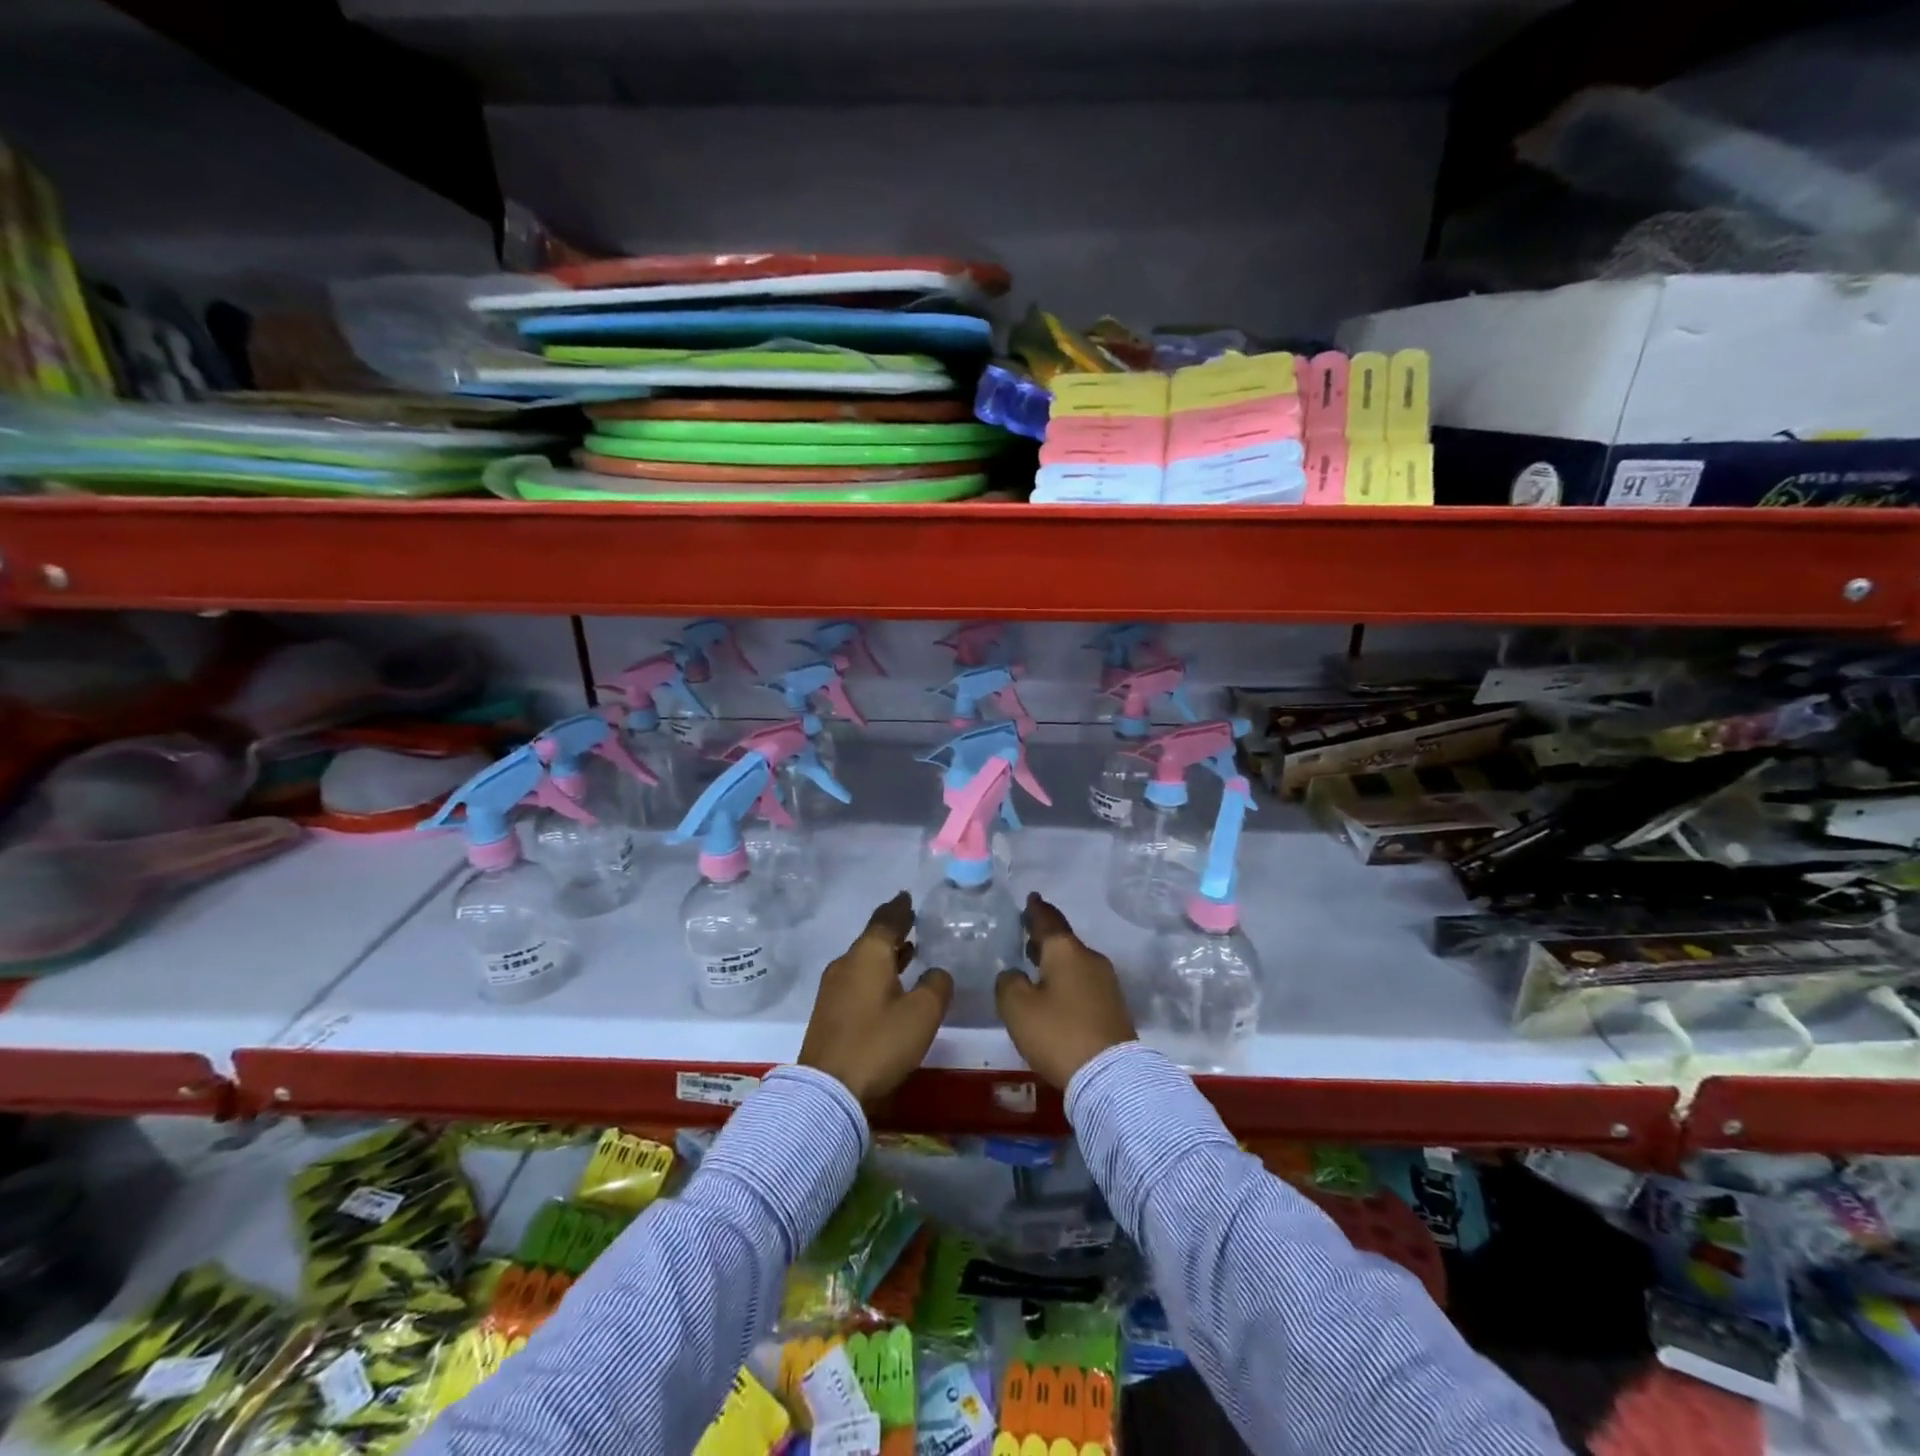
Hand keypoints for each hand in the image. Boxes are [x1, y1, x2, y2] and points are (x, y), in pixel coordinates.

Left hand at [799, 892, 953, 1103]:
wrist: (828, 1090)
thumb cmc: (879, 1043)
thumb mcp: (922, 1014)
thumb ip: (936, 986)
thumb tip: (937, 973)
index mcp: (867, 956)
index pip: (885, 921)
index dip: (899, 908)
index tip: (907, 896)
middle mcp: (846, 964)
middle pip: (872, 939)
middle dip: (893, 930)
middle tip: (913, 921)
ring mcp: (833, 989)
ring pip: (864, 961)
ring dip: (886, 954)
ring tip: (908, 950)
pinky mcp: (830, 1012)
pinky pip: (858, 979)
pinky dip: (877, 973)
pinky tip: (890, 984)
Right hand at [995, 893, 1136, 1088]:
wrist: (1111, 1075)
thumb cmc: (1058, 1033)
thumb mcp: (1017, 1008)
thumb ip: (1008, 983)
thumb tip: (1015, 975)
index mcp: (1066, 951)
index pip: (1048, 920)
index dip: (1036, 910)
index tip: (1031, 898)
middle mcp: (1090, 959)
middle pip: (1064, 941)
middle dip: (1045, 937)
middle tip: (1028, 934)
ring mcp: (1106, 982)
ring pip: (1075, 961)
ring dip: (1056, 960)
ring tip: (1038, 964)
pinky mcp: (1113, 1006)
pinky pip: (1084, 982)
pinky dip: (1068, 979)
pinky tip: (1056, 993)